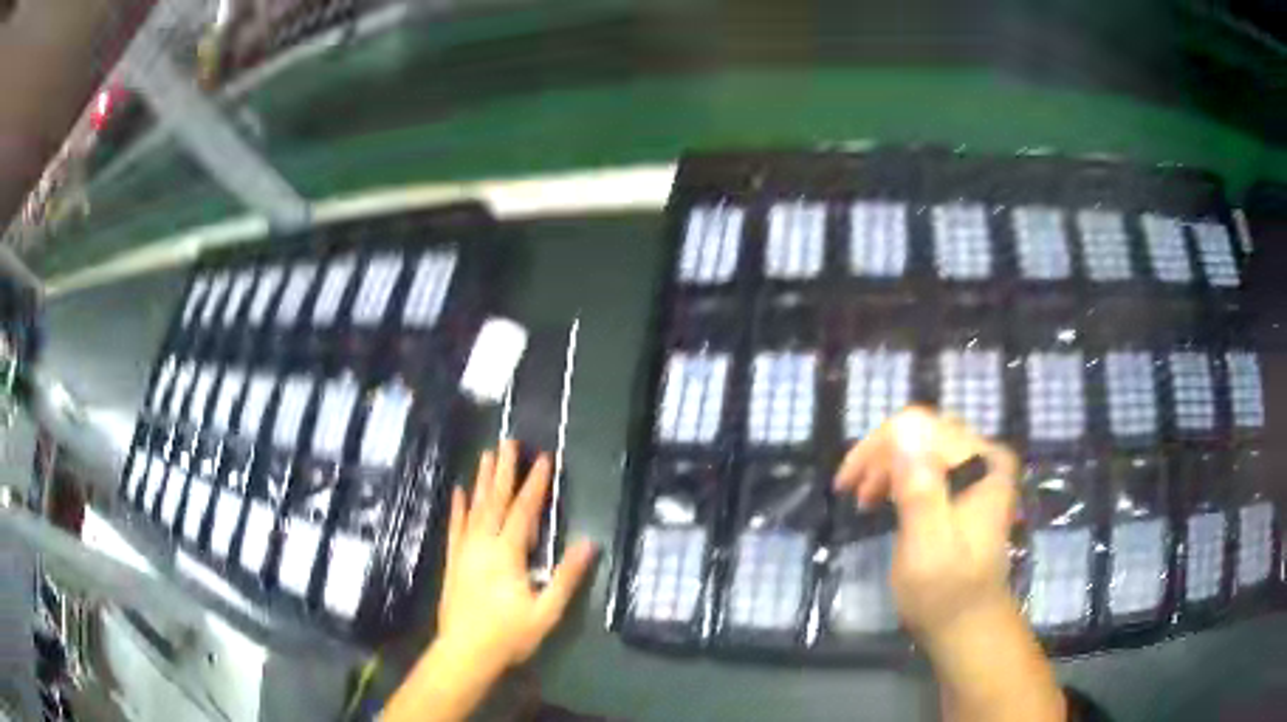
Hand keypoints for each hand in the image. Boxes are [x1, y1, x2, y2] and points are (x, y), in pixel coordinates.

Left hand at [384, 443, 596, 721]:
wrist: (464, 652)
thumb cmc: (509, 635)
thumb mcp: (546, 611)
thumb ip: (566, 576)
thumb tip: (589, 543)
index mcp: (507, 554)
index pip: (524, 511)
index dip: (535, 484)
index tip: (544, 459)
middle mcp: (483, 544)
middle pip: (496, 501)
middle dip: (504, 471)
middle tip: (509, 442)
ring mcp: (465, 551)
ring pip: (475, 508)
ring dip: (482, 481)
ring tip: (486, 455)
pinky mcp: (453, 561)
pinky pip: (455, 527)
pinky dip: (458, 508)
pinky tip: (459, 491)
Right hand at [833, 406, 1018, 640]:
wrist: (969, 624)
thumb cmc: (946, 592)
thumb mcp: (928, 547)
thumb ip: (920, 490)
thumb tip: (903, 432)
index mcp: (982, 463)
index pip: (921, 427)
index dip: (877, 448)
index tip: (845, 484)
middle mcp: (985, 456)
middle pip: (923, 431)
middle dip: (881, 457)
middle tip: (852, 494)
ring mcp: (980, 470)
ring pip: (924, 444)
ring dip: (888, 467)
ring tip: (865, 500)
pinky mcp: (970, 486)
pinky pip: (930, 462)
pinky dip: (902, 476)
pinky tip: (887, 499)